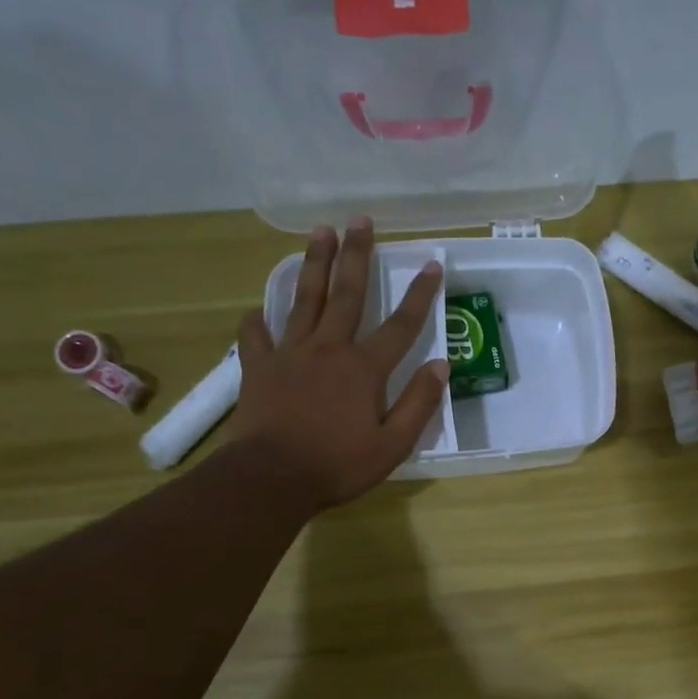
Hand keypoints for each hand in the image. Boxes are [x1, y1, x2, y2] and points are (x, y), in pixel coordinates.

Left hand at [225, 218, 448, 515]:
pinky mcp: (259, 367)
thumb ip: (419, 404)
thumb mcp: (393, 445)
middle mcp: (328, 349)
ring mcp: (289, 354)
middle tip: (360, 220)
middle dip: (357, 255)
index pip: (401, 325)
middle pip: (347, 294)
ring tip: (320, 232)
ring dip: (314, 263)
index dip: (420, 294)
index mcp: (364, 368)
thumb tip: (441, 366)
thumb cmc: (338, 465)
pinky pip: (257, 335)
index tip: (432, 264)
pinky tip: (258, 311)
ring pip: (304, 299)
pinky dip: (258, 320)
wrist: (271, 478)